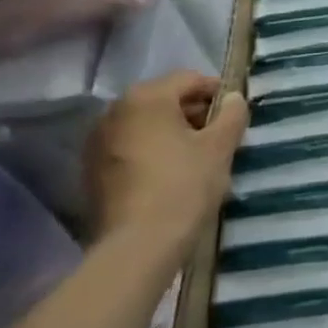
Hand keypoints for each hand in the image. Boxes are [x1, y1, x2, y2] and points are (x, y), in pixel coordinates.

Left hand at [85, 71, 247, 253]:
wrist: (137, 247)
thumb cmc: (184, 186)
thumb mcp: (220, 147)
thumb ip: (232, 114)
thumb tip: (233, 98)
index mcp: (146, 97)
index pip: (190, 79)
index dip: (217, 92)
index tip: (235, 113)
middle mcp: (115, 111)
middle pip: (165, 100)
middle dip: (193, 113)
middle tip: (219, 136)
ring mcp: (98, 142)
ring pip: (146, 124)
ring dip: (172, 132)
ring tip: (197, 156)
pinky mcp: (92, 171)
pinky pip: (130, 147)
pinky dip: (151, 151)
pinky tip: (170, 174)